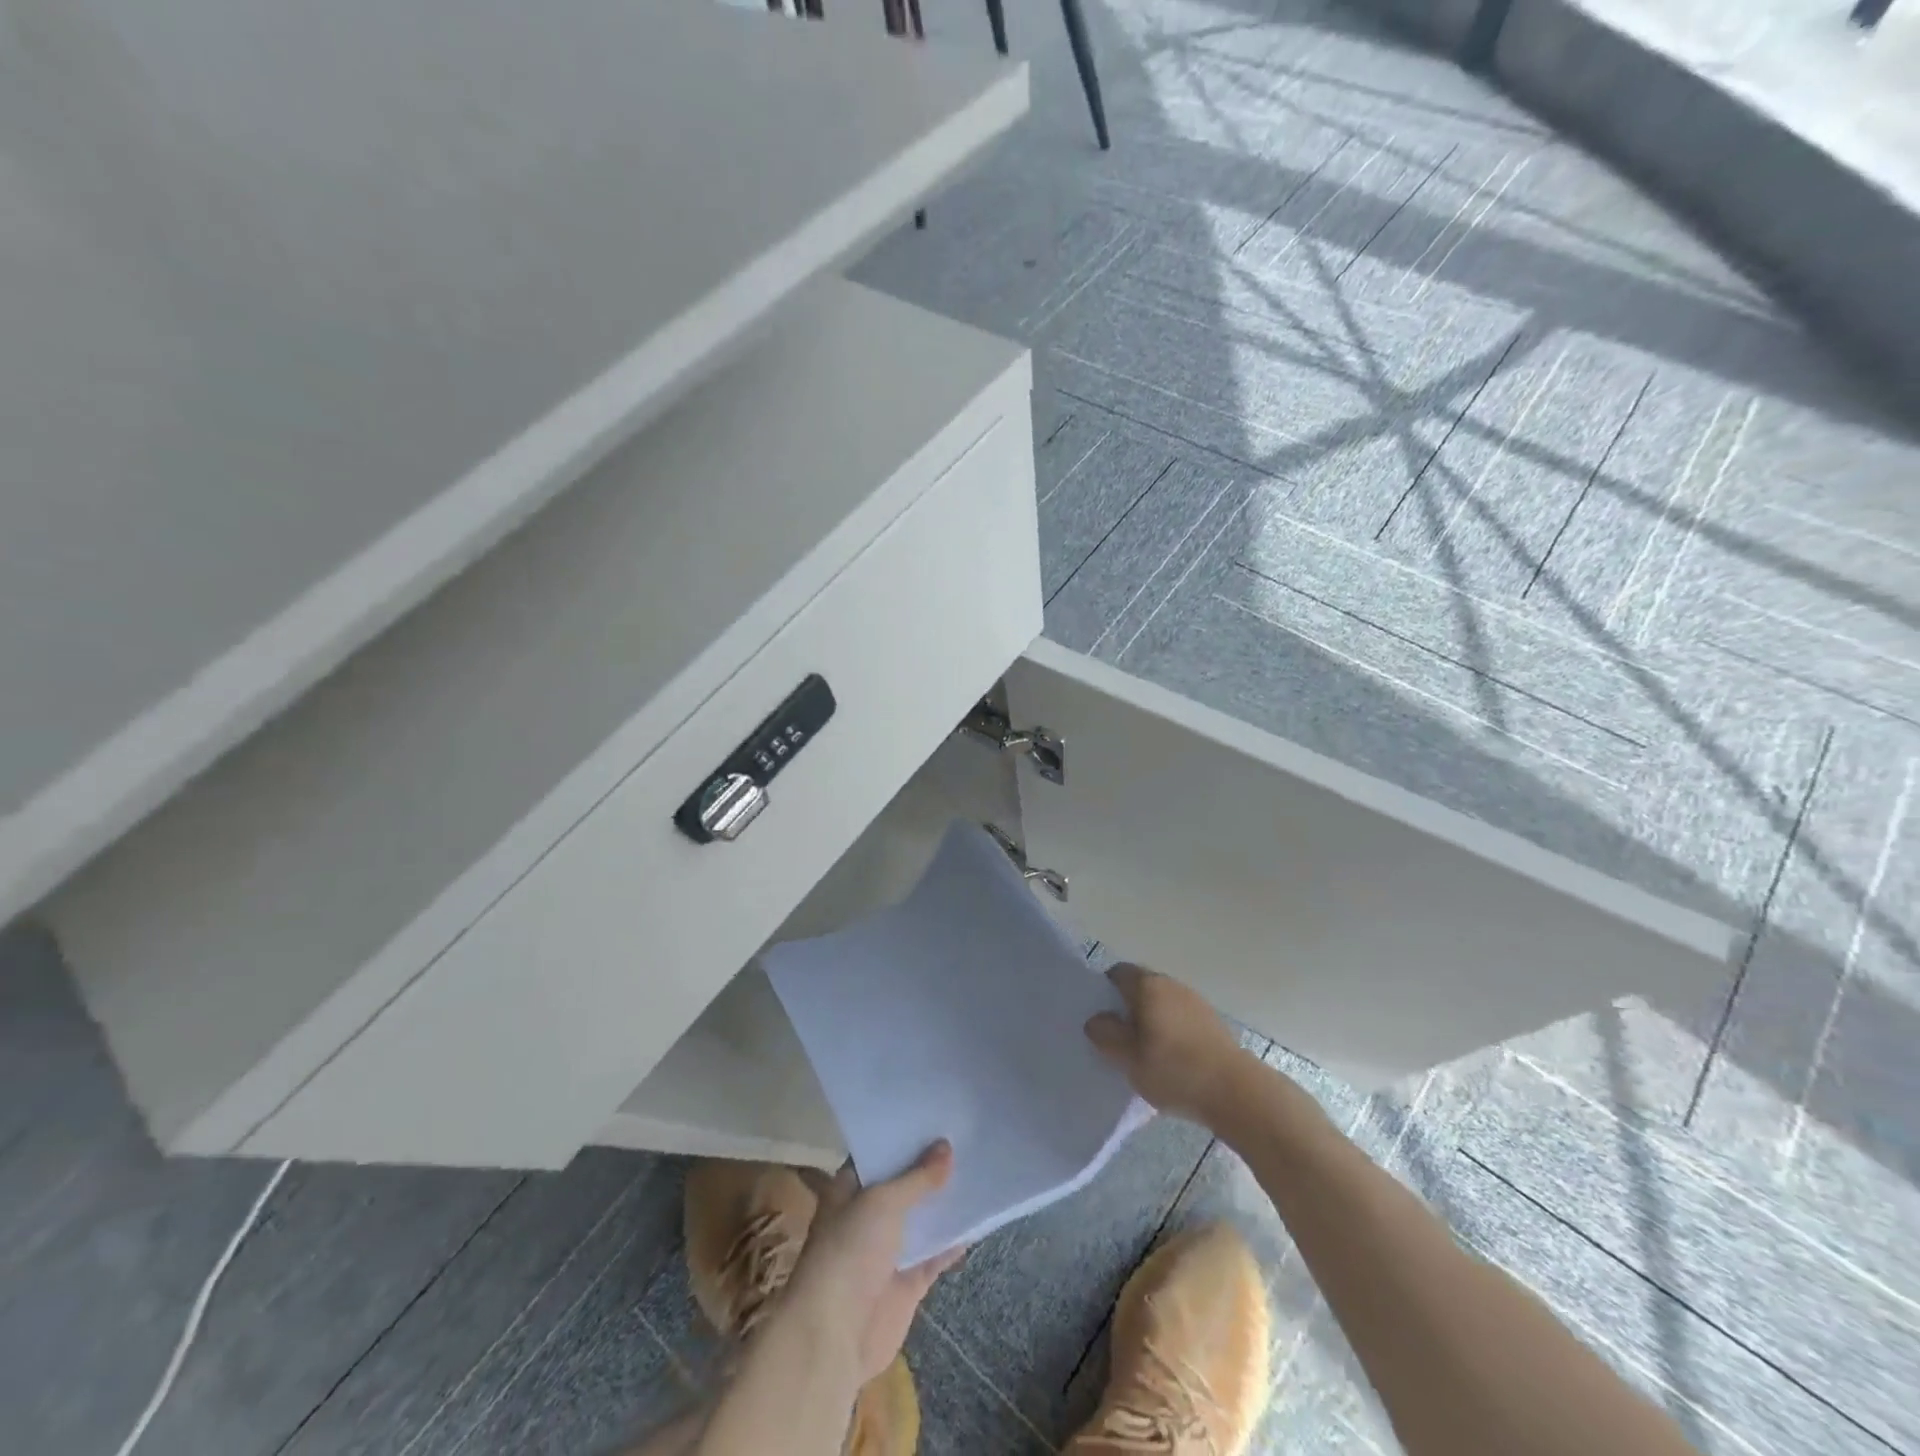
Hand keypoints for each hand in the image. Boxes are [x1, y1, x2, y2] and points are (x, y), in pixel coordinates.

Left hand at [784, 1142, 964, 1384]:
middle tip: (965, 1137)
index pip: (878, 1154)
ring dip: (944, 1203)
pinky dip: (954, 1242)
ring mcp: (888, 1251)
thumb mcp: (883, 1202)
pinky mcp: (907, 1283)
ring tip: (979, 1171)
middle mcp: (867, 1216)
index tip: (935, 1117)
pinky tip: (978, 1221)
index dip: (903, 1137)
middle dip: (930, 1168)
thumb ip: (917, 1177)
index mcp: (849, 1189)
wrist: (834, 1335)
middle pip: (903, 1186)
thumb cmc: (849, 1251)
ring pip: (921, 1220)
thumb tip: (946, 1146)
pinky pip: (935, 1255)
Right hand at [1084, 964, 1254, 1126]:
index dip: (1105, 991)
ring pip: (1162, 1004)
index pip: (1118, 973)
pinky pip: (1180, 1019)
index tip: (1102, 1018)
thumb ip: (1106, 1035)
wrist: (1236, 1091)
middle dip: (1128, 1008)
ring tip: (1144, 1054)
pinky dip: (1170, 1032)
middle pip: (1141, 987)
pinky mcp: (1212, 1023)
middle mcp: (1172, 985)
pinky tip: (1171, 1061)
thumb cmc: (1175, 1070)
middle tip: (1118, 1039)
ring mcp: (1195, 1002)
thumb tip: (1096, 1020)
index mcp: (1149, 986)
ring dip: (1151, 1021)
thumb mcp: (1128, 1058)